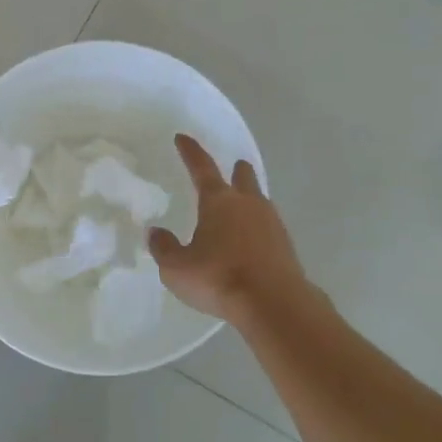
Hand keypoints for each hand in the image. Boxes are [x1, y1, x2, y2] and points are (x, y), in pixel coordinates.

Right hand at [150, 134, 307, 323]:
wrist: (274, 303)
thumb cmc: (219, 278)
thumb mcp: (177, 268)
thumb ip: (164, 248)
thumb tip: (156, 233)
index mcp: (218, 201)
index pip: (202, 167)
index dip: (190, 151)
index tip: (182, 138)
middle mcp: (247, 204)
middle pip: (243, 178)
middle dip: (236, 170)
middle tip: (233, 167)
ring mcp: (271, 223)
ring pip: (259, 201)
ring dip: (249, 198)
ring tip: (241, 206)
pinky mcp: (286, 246)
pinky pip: (268, 227)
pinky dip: (258, 227)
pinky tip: (252, 240)